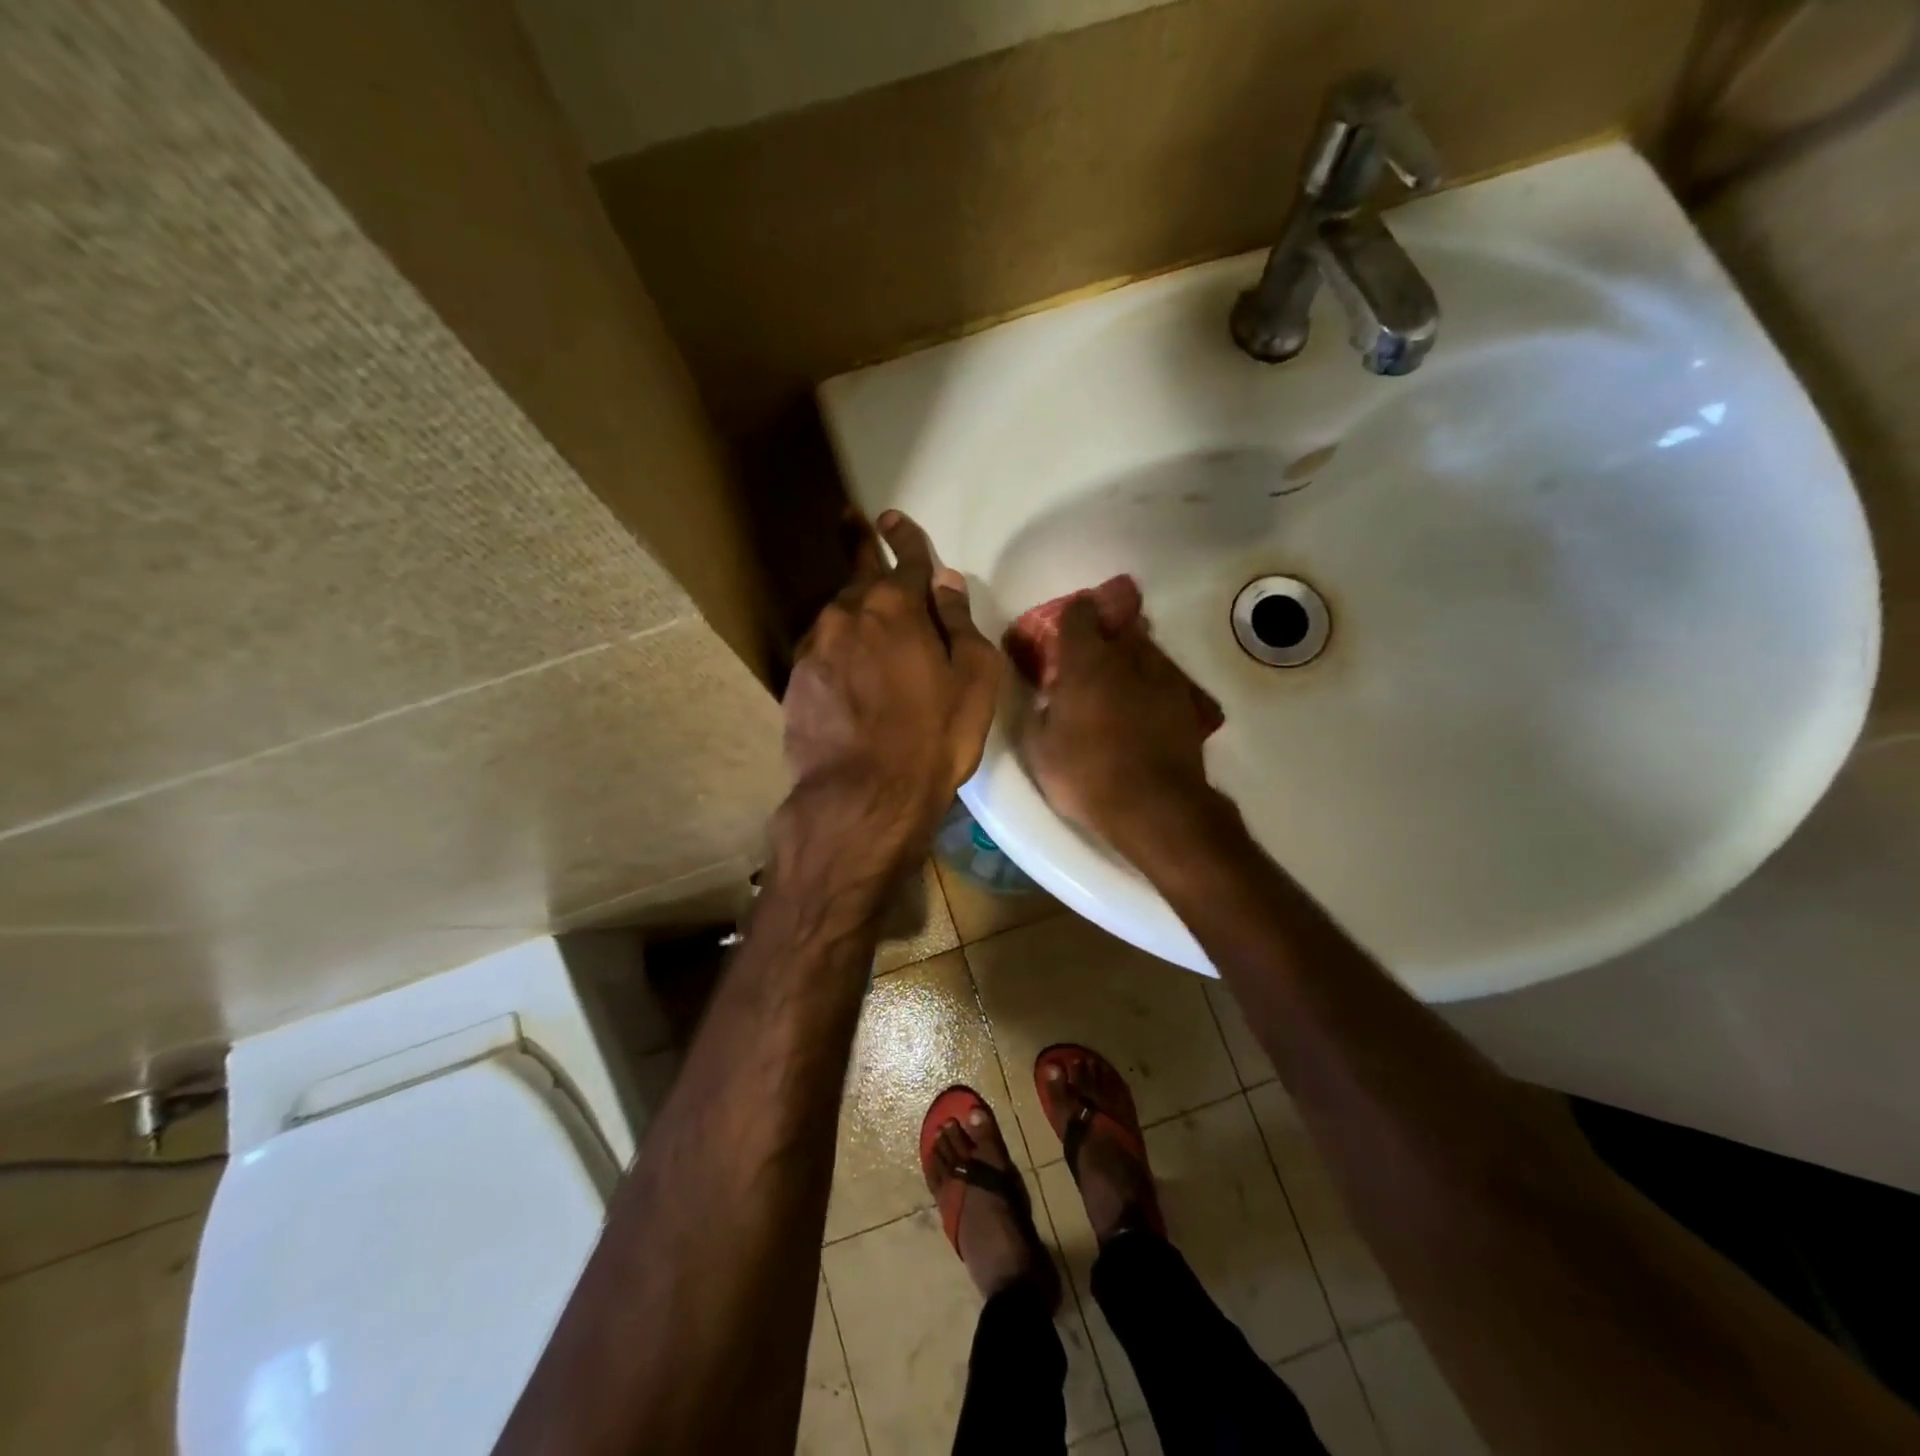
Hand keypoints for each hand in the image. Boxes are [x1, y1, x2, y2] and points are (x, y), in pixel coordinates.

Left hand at [780, 511, 1001, 881]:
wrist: (863, 796)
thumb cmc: (932, 737)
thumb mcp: (972, 680)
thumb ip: (959, 624)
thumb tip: (946, 583)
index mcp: (896, 607)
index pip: (904, 557)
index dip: (904, 536)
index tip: (891, 518)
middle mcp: (847, 614)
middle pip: (858, 573)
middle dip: (862, 547)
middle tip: (854, 523)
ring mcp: (815, 647)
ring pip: (837, 613)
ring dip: (851, 606)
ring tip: (860, 610)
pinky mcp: (795, 680)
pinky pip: (821, 648)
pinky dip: (836, 645)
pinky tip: (843, 662)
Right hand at [1014, 594, 1213, 851]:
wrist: (1155, 805)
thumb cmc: (1086, 774)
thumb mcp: (1038, 748)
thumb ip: (1035, 710)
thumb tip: (1038, 692)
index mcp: (1086, 661)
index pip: (1079, 612)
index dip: (1070, 617)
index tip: (1062, 632)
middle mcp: (1127, 656)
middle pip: (1118, 625)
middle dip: (1105, 633)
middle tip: (1090, 659)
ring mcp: (1162, 675)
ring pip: (1145, 648)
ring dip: (1130, 656)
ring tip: (1118, 682)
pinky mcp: (1186, 700)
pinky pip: (1164, 676)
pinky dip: (1151, 683)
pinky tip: (1144, 706)